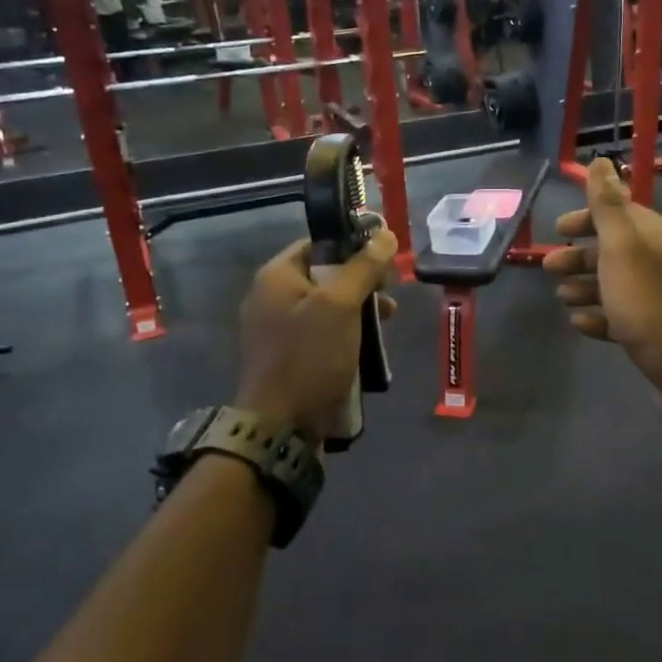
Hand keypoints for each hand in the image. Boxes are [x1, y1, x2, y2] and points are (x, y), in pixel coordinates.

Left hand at [236, 227, 397, 441]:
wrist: (281, 427)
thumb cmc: (310, 357)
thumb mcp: (340, 306)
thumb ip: (363, 267)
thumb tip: (385, 234)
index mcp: (275, 276)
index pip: (318, 244)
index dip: (353, 246)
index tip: (384, 261)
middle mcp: (271, 298)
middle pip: (324, 275)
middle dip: (361, 283)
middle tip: (390, 298)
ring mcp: (277, 330)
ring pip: (326, 307)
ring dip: (358, 312)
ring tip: (386, 325)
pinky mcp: (287, 358)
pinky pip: (321, 335)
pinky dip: (345, 335)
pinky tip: (367, 349)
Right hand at [543, 159, 661, 419]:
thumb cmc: (648, 302)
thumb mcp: (621, 248)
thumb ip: (607, 205)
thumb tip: (601, 161)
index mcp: (659, 236)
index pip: (620, 214)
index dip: (587, 218)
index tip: (558, 229)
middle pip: (615, 250)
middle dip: (579, 257)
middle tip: (548, 268)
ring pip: (617, 284)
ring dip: (585, 286)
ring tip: (562, 299)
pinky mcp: (658, 330)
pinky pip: (623, 315)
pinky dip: (600, 315)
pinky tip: (581, 324)